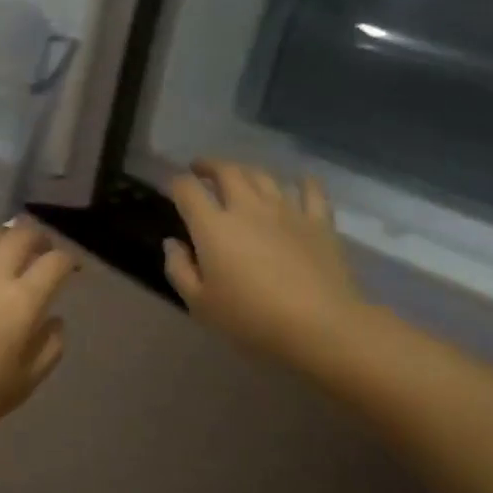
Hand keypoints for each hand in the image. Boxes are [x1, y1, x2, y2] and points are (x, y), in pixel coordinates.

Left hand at [0, 224, 77, 447]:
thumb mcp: (22, 384)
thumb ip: (49, 348)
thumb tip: (55, 319)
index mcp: (22, 300)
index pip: (55, 262)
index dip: (67, 261)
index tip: (69, 270)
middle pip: (22, 234)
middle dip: (38, 237)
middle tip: (41, 251)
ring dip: (5, 239)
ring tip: (5, 255)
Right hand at [163, 159, 366, 371]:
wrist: (320, 327)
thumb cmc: (251, 319)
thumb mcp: (199, 304)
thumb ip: (179, 269)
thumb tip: (172, 243)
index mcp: (213, 226)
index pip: (187, 190)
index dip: (176, 184)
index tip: (173, 189)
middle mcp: (247, 208)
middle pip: (226, 171)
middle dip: (209, 166)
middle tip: (201, 170)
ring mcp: (286, 211)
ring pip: (263, 176)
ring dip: (246, 171)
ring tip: (240, 176)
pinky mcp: (318, 222)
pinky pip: (311, 191)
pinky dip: (303, 182)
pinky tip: (300, 182)